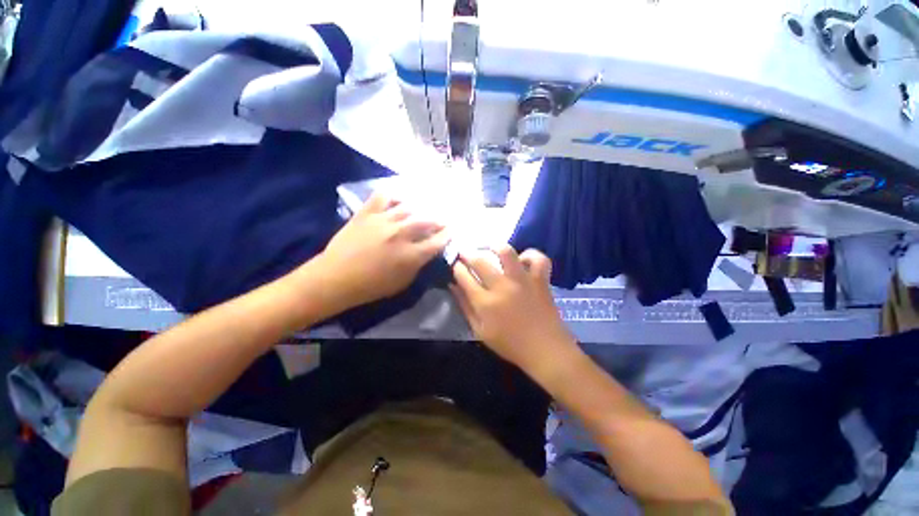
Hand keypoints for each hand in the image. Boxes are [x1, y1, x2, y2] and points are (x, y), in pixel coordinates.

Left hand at [315, 193, 448, 310]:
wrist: (335, 278)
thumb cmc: (371, 286)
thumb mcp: (402, 283)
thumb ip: (417, 265)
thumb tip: (425, 252)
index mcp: (411, 254)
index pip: (437, 241)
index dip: (447, 235)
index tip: (451, 231)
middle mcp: (401, 234)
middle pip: (427, 221)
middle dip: (438, 220)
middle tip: (442, 220)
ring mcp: (383, 220)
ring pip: (409, 208)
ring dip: (419, 209)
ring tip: (423, 210)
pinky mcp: (367, 213)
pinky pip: (383, 197)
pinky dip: (393, 196)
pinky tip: (398, 200)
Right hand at [451, 245, 578, 375]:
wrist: (545, 350)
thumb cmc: (510, 344)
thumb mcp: (480, 331)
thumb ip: (465, 307)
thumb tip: (453, 286)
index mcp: (485, 302)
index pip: (464, 276)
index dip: (456, 268)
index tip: (455, 264)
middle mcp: (502, 286)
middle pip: (480, 261)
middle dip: (467, 254)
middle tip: (465, 253)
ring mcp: (523, 280)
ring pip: (507, 252)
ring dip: (495, 246)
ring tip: (490, 249)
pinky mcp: (540, 280)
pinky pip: (538, 259)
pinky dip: (530, 255)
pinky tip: (522, 260)